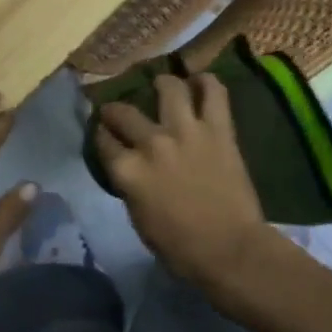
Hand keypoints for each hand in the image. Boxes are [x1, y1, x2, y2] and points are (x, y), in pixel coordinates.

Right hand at [95, 73, 270, 296]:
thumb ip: (131, 187)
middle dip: (115, 109)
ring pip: (169, 88)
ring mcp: (186, 131)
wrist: (230, 250)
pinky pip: (214, 93)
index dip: (101, 135)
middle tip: (119, 110)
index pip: (104, 142)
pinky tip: (201, 81)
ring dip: (163, 84)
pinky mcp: (218, 129)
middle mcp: (151, 143)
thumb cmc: (181, 248)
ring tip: (163, 84)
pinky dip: (207, 82)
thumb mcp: (139, 220)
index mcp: (128, 171)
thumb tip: (131, 169)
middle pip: (124, 112)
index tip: (103, 132)